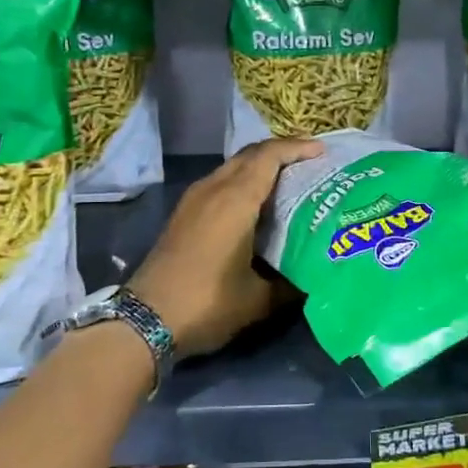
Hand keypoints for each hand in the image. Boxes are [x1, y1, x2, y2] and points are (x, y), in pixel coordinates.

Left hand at [130, 138, 322, 359]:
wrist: (146, 319)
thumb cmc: (207, 303)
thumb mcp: (258, 299)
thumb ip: (290, 285)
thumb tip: (313, 279)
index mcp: (236, 199)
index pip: (270, 156)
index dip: (297, 148)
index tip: (321, 152)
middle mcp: (214, 188)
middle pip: (251, 155)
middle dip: (281, 153)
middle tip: (310, 165)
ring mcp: (194, 199)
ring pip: (233, 167)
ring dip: (260, 167)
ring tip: (288, 182)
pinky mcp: (184, 213)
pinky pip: (220, 182)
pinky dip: (243, 182)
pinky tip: (256, 205)